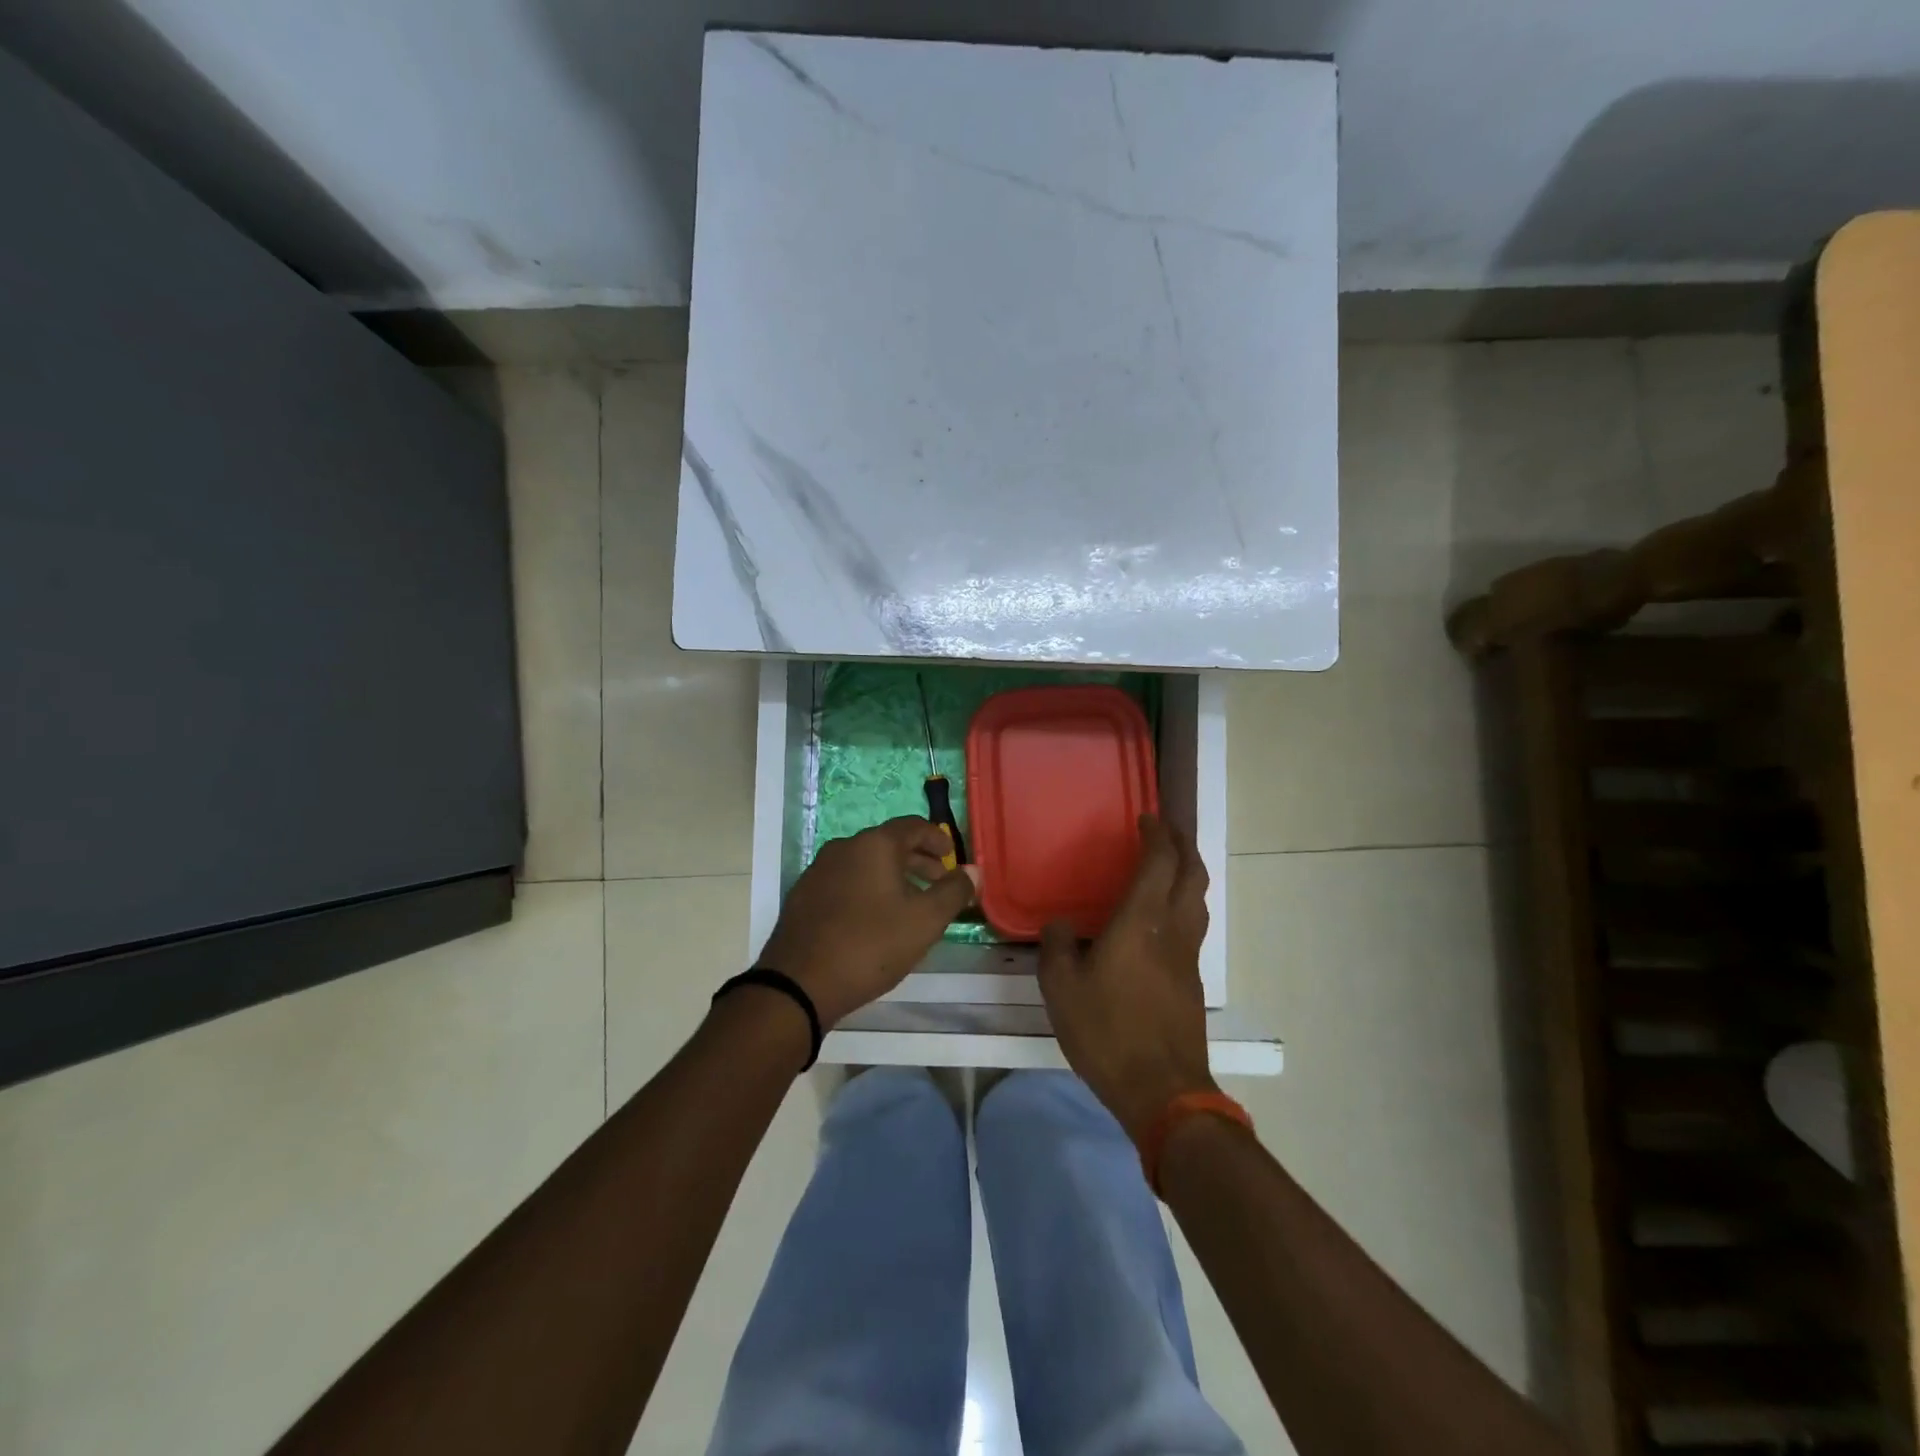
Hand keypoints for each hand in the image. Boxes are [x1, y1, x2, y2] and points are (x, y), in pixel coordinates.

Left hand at [755, 817, 978, 1027]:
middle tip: (938, 883)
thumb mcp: (925, 921)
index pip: (913, 826)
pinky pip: (844, 881)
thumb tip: (972, 871)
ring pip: (864, 863)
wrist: (799, 983)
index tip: (952, 857)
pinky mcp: (803, 895)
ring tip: (909, 904)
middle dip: (917, 860)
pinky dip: (866, 889)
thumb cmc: (871, 945)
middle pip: (888, 844)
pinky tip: (873, 919)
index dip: (937, 838)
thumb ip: (953, 892)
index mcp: (874, 844)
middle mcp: (844, 847)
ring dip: (891, 876)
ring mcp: (819, 870)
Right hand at [1038, 815, 1217, 1139]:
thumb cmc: (1108, 1031)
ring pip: (1199, 899)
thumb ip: (1057, 947)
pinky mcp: (1192, 981)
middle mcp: (1173, 929)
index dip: (1158, 835)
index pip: (1160, 862)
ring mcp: (1188, 956)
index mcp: (1142, 921)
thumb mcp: (1062, 988)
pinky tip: (1162, 918)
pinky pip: (1194, 925)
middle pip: (1192, 873)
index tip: (1147, 818)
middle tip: (1166, 830)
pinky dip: (1184, 903)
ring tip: (1169, 865)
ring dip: (1189, 872)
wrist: (1163, 1089)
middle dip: (1183, 845)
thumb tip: (1059, 924)